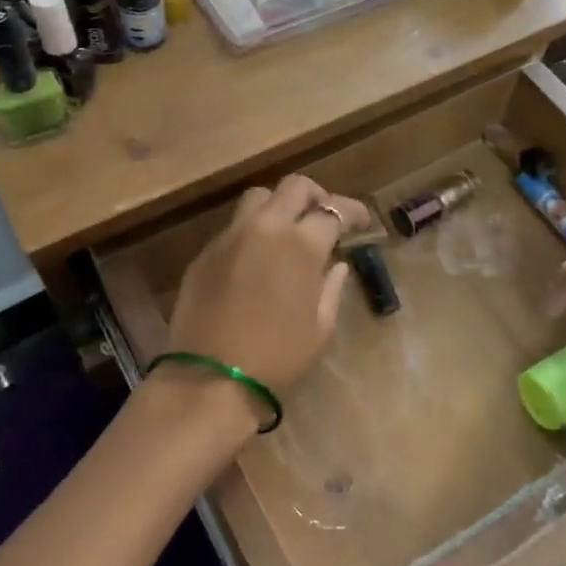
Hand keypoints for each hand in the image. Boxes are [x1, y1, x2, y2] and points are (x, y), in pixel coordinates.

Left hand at [166, 177, 369, 398]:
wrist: (212, 378)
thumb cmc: (278, 357)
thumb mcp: (320, 327)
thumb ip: (331, 287)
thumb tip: (337, 265)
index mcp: (301, 245)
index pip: (333, 210)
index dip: (352, 211)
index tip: (361, 221)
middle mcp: (265, 228)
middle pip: (294, 187)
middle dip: (316, 195)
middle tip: (324, 216)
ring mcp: (230, 237)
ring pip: (258, 198)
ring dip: (278, 205)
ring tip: (287, 230)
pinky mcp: (204, 253)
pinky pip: (233, 227)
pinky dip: (252, 231)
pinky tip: (256, 258)